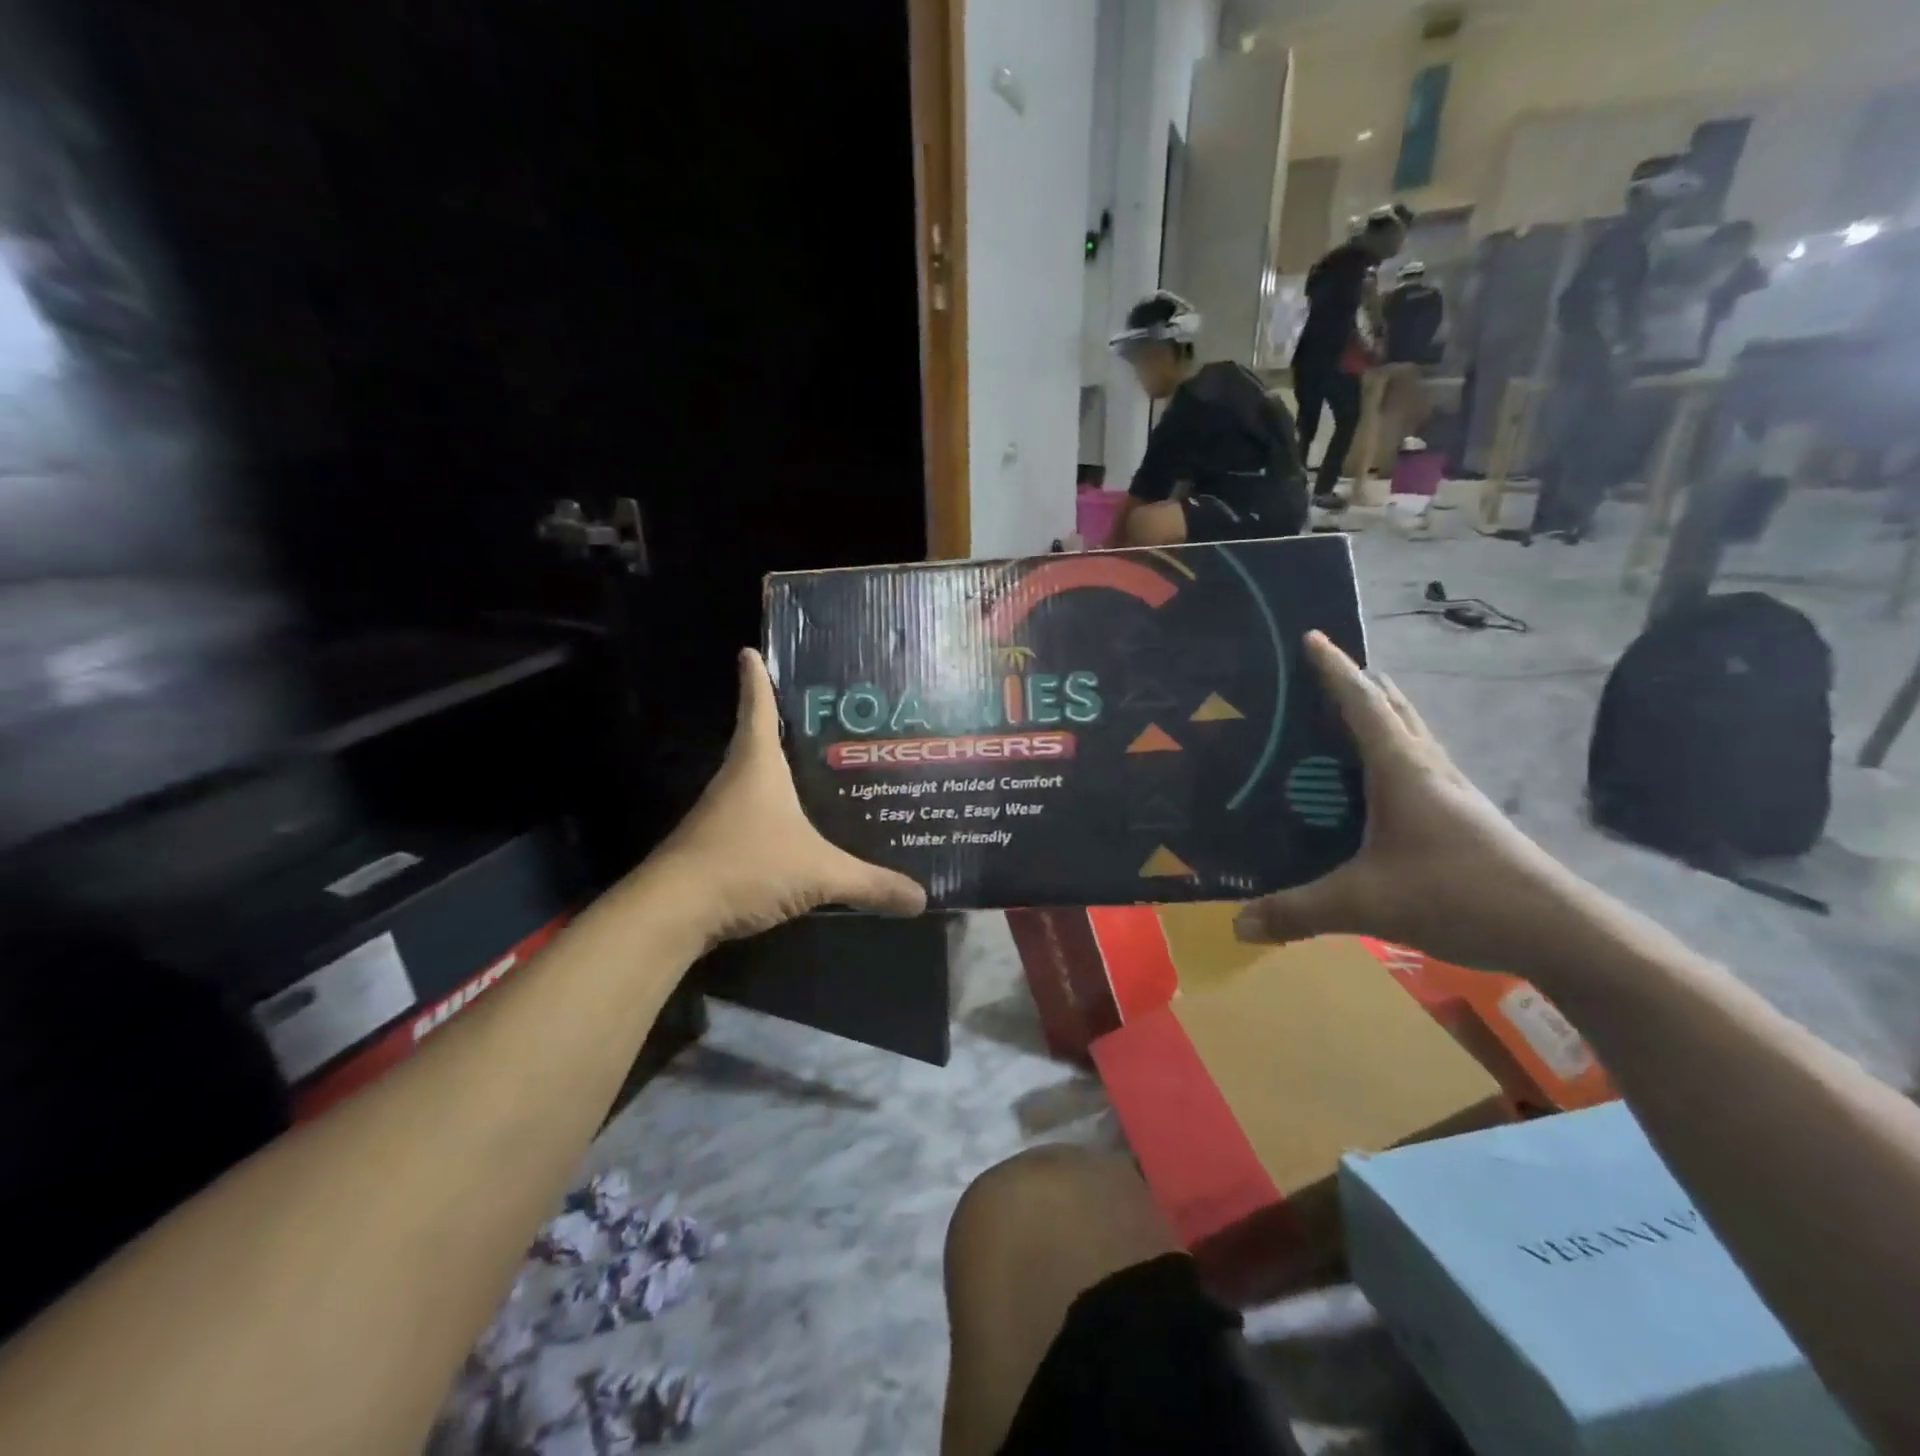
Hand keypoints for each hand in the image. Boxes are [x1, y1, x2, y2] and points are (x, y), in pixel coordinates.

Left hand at [650, 650, 926, 944]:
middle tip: (826, 718)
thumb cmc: (745, 866)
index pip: (758, 709)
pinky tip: (799, 830)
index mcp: (758, 766)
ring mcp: (722, 814)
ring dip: (781, 774)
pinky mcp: (717, 846)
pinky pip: (754, 817)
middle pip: (758, 741)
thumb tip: (921, 899)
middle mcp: (736, 781)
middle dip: (785, 727)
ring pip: (756, 782)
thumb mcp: (817, 873)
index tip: (749, 651)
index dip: (756, 680)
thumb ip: (869, 884)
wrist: (673, 912)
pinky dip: (775, 814)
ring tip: (822, 772)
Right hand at [1234, 632, 1588, 974]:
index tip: (1312, 637)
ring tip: (1344, 714)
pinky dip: (1392, 750)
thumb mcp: (1365, 904)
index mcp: (1401, 768)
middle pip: (1393, 707)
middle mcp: (1427, 768)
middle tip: (1321, 673)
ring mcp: (1450, 790)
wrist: (1557, 930)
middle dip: (1359, 683)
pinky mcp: (1461, 815)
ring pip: (1410, 734)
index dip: (1334, 668)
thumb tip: (1237, 926)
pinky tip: (1377, 780)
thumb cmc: (1456, 894)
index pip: (1362, 702)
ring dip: (1381, 713)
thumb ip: (1298, 912)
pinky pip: (1417, 763)